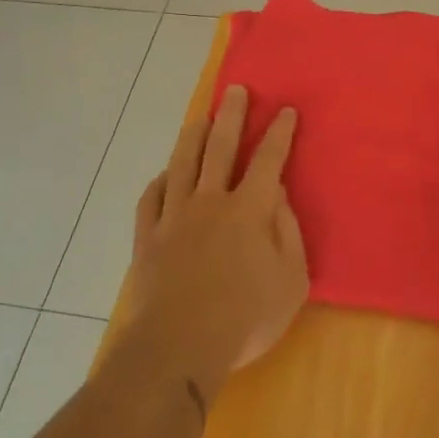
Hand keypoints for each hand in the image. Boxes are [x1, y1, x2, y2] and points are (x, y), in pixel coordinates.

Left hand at [123, 85, 306, 388]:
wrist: (178, 347)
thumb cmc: (245, 317)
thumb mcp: (291, 281)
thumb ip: (287, 233)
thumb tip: (277, 197)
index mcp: (249, 210)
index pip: (268, 160)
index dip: (279, 133)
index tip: (286, 110)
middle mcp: (211, 201)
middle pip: (221, 147)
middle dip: (232, 116)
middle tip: (236, 90)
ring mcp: (174, 217)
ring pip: (183, 163)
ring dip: (194, 136)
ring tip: (201, 118)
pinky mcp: (148, 237)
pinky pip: (151, 198)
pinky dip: (160, 181)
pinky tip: (165, 174)